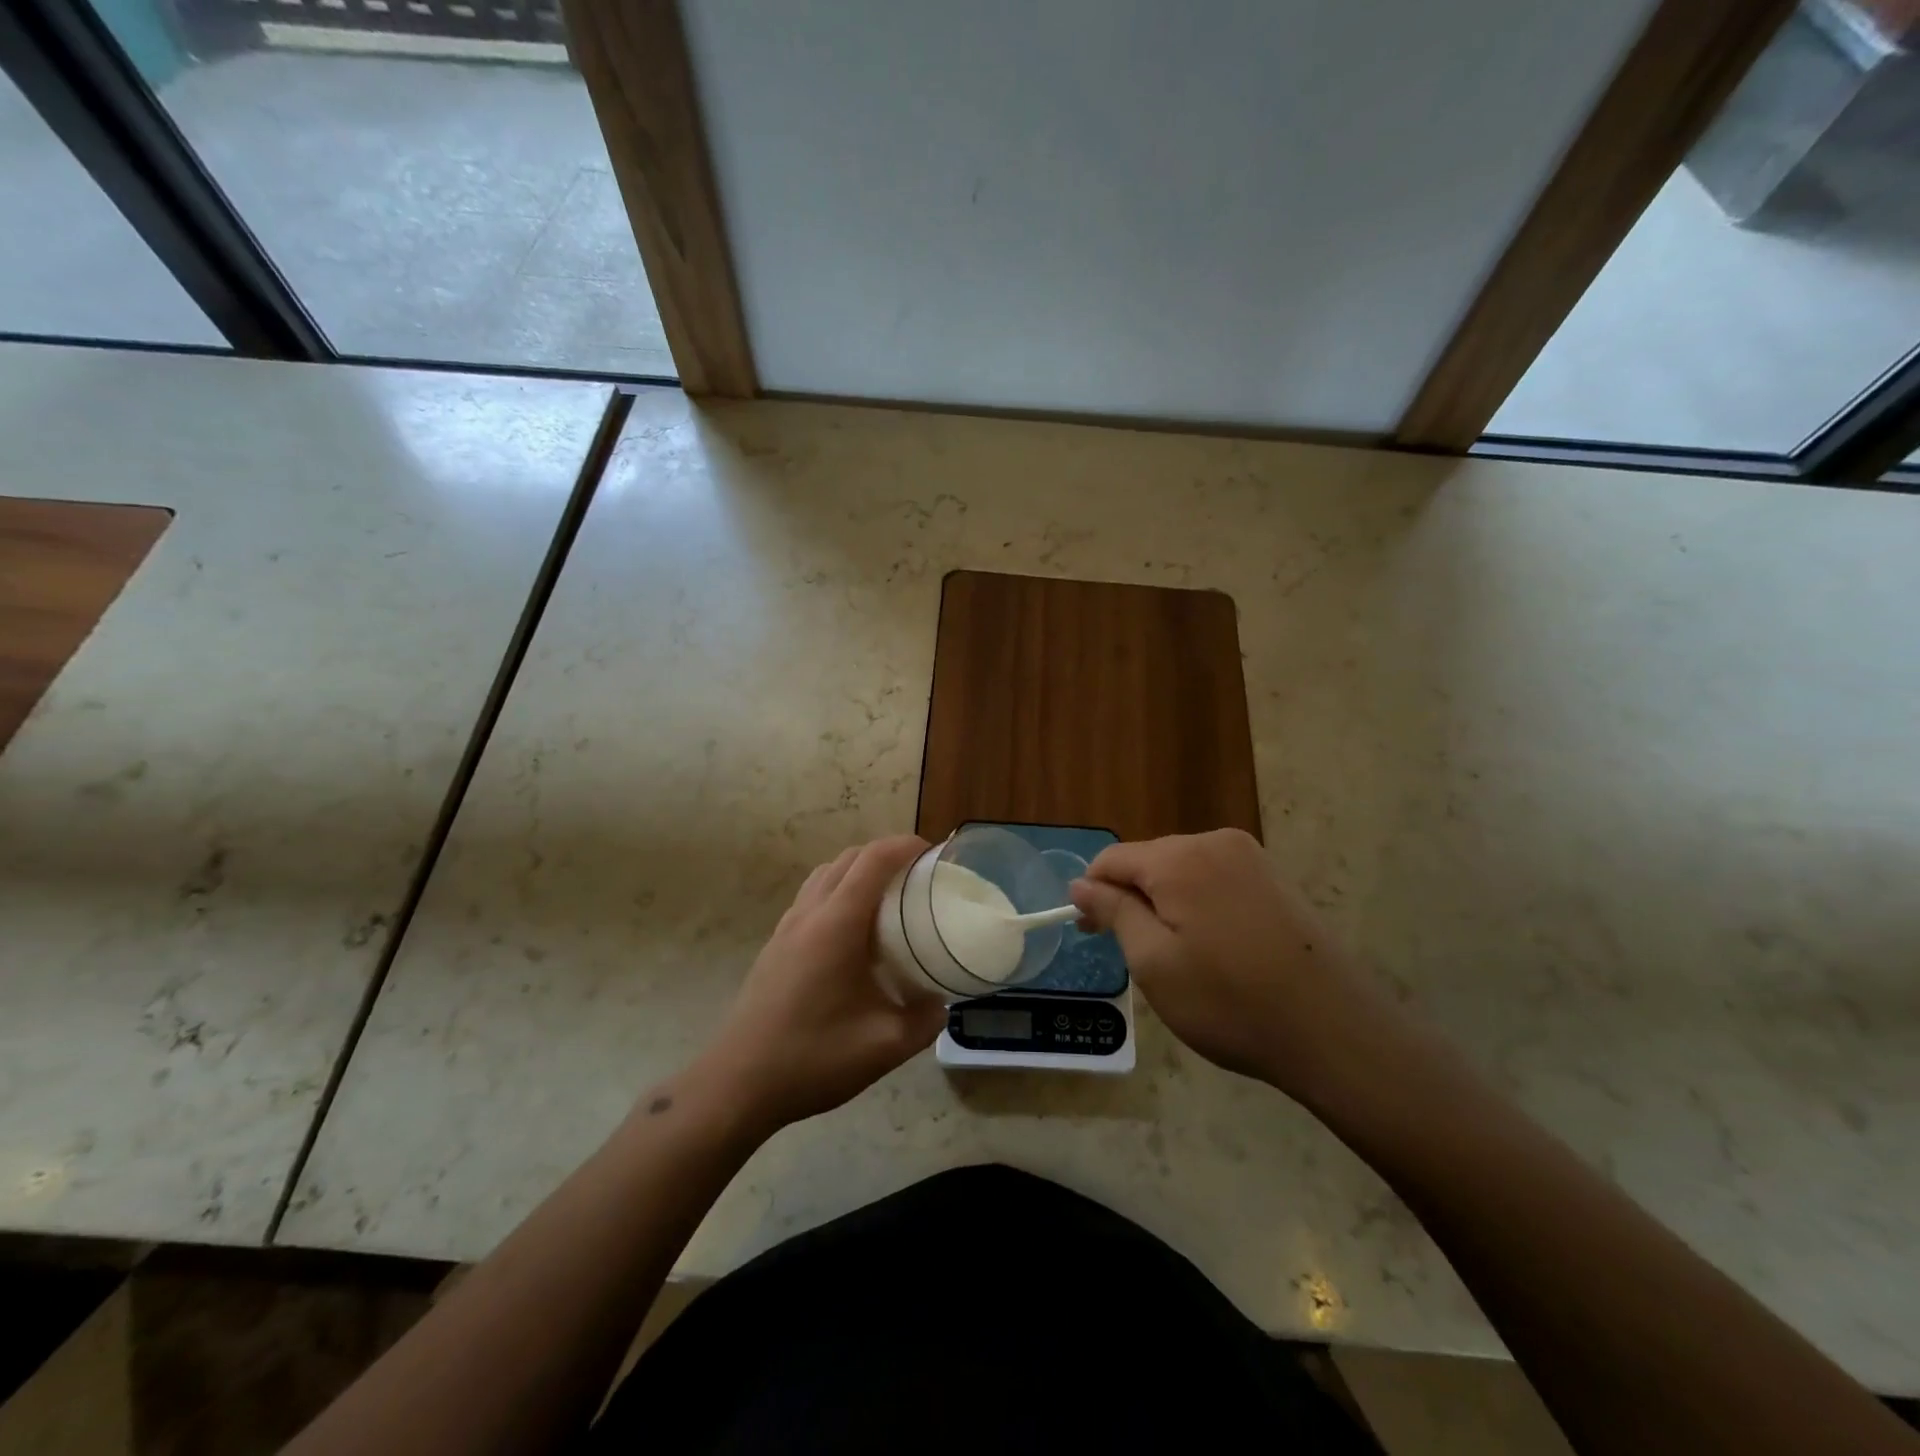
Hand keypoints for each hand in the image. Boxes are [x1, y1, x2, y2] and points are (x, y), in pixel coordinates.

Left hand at [695, 836, 944, 1133]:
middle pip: (849, 858)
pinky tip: (853, 931)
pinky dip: (838, 890)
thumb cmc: (814, 1058)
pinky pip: (811, 896)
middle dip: (886, 853)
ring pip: (825, 874)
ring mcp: (787, 927)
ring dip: (858, 870)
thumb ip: (925, 1020)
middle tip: (918, 875)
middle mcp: (810, 913)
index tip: (934, 854)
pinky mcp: (775, 945)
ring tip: (887, 896)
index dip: (905, 846)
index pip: (874, 860)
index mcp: (838, 924)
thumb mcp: (886, 1046)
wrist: (738, 1084)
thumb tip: (941, 1002)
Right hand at [1070, 830, 1395, 1101]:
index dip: (1093, 893)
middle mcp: (1215, 842)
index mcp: (1179, 858)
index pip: (1113, 859)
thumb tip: (1080, 884)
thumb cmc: (1230, 1001)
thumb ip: (1113, 912)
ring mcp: (1251, 858)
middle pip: (1149, 860)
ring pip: (1182, 871)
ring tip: (1175, 957)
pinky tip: (1213, 948)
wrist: (1335, 1030)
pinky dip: (1199, 906)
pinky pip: (1215, 880)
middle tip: (1133, 954)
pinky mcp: (1275, 878)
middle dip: (1131, 898)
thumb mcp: (1154, 962)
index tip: (1090, 934)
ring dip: (1165, 904)